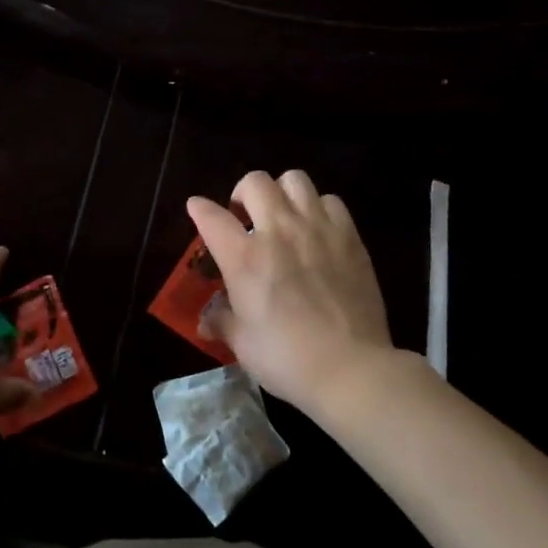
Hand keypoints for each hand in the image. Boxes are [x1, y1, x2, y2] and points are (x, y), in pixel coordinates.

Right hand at [186, 170, 393, 415]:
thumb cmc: (287, 360)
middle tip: (245, 216)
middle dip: (243, 193)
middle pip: (254, 182)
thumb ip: (223, 322)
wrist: (351, 368)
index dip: (199, 208)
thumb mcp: (243, 344)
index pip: (211, 216)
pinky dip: (319, 208)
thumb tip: (207, 321)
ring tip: (283, 215)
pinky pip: (331, 200)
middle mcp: (278, 231)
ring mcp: (317, 229)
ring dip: (282, 192)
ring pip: (294, 179)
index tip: (197, 208)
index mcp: (244, 258)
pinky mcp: (349, 236)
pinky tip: (318, 229)